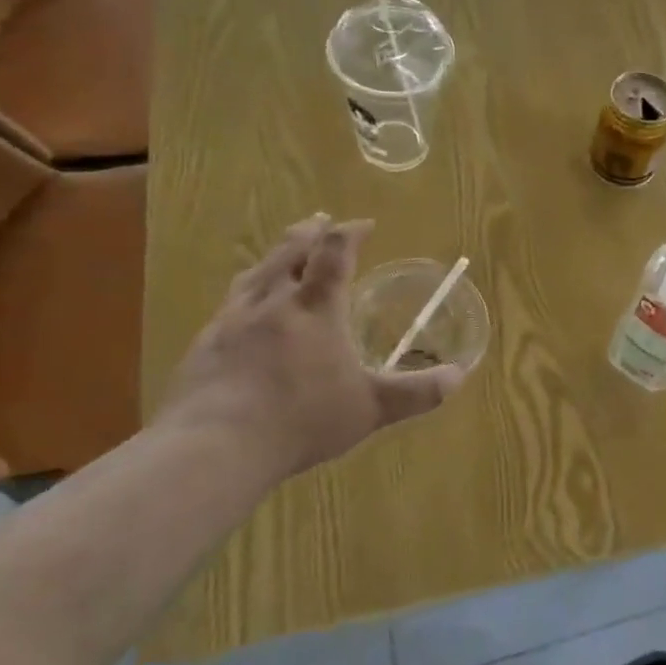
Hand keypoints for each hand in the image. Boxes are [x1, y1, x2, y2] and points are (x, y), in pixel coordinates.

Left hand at [155, 215, 464, 488]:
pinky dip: (247, 294)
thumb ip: (417, 392)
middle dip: (309, 232)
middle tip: (319, 220)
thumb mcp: (371, 409)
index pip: (334, 253)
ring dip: (275, 256)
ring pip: (256, 273)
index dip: (349, 233)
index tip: (363, 224)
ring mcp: (233, 320)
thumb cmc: (302, 419)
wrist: (216, 444)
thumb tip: (459, 376)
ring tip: (281, 254)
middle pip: (290, 251)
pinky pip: (230, 304)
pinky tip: (244, 312)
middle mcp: (273, 301)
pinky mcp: (205, 343)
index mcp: (315, 307)